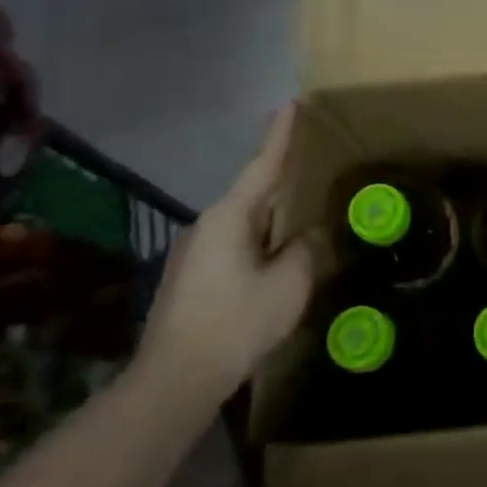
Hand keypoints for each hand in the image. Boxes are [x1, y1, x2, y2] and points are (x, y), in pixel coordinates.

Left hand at [135, 104, 318, 412]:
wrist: (174, 381)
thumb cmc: (236, 323)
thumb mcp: (289, 285)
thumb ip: (307, 250)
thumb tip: (311, 235)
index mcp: (230, 217)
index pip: (262, 166)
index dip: (279, 136)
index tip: (290, 105)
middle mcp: (207, 226)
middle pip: (253, 194)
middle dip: (282, 181)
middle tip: (312, 168)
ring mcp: (194, 253)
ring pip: (244, 224)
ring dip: (272, 219)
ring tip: (302, 220)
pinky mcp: (191, 279)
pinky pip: (235, 246)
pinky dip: (260, 243)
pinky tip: (276, 262)